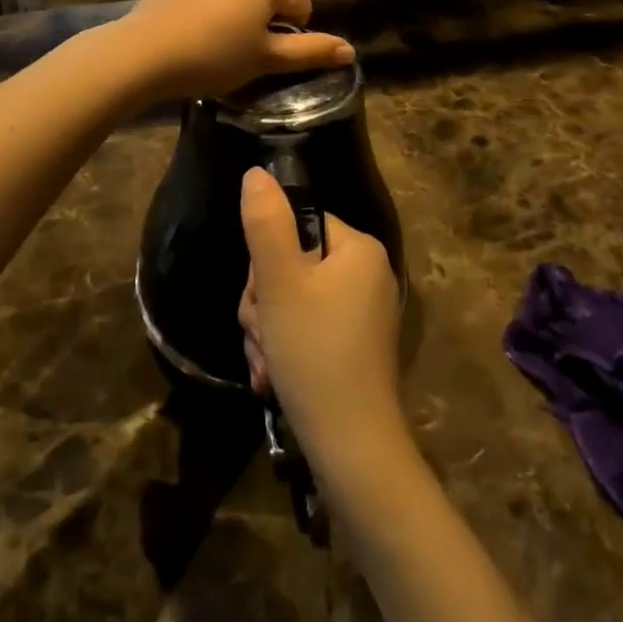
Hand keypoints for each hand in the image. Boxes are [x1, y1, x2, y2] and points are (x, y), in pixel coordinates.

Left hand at [118, 0, 352, 103]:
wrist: (145, 50)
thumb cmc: (215, 55)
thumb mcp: (267, 58)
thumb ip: (310, 51)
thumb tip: (351, 51)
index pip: (301, 3)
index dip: (294, 33)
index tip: (271, 57)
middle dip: (270, 15)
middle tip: (251, 50)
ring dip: (244, 9)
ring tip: (225, 42)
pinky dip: (217, 5)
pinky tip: (199, 31)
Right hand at [237, 168, 410, 492]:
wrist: (351, 448)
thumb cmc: (314, 353)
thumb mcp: (280, 283)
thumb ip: (264, 223)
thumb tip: (256, 173)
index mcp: (358, 249)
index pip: (297, 226)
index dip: (268, 258)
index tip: (263, 294)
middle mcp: (366, 275)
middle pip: (291, 264)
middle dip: (264, 302)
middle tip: (263, 333)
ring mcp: (361, 314)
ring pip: (291, 301)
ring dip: (267, 330)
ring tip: (267, 363)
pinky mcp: (352, 347)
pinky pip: (306, 330)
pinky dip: (283, 350)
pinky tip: (272, 377)